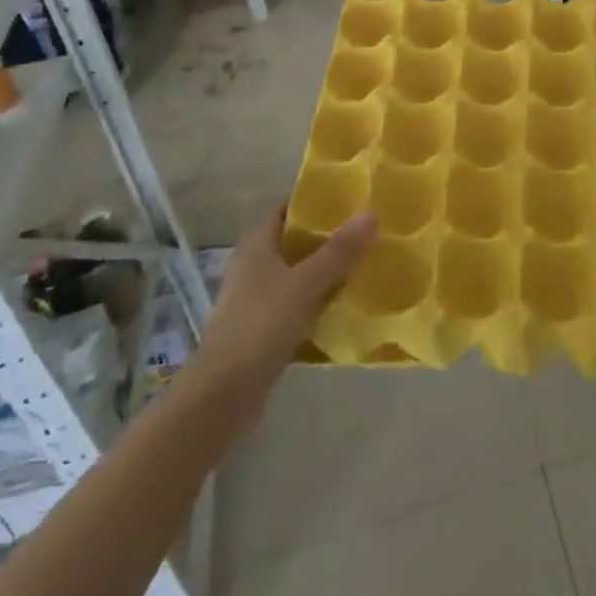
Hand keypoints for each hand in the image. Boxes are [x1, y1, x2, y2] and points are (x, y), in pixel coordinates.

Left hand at [195, 206, 376, 391]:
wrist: (223, 394)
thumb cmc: (261, 326)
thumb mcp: (305, 283)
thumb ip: (339, 251)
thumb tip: (372, 213)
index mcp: (257, 243)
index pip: (290, 209)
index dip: (319, 203)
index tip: (354, 201)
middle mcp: (254, 264)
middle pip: (297, 241)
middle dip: (330, 238)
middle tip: (369, 233)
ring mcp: (256, 297)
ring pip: (299, 273)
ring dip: (327, 271)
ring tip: (366, 265)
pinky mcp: (263, 327)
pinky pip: (297, 303)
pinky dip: (319, 300)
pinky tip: (346, 304)